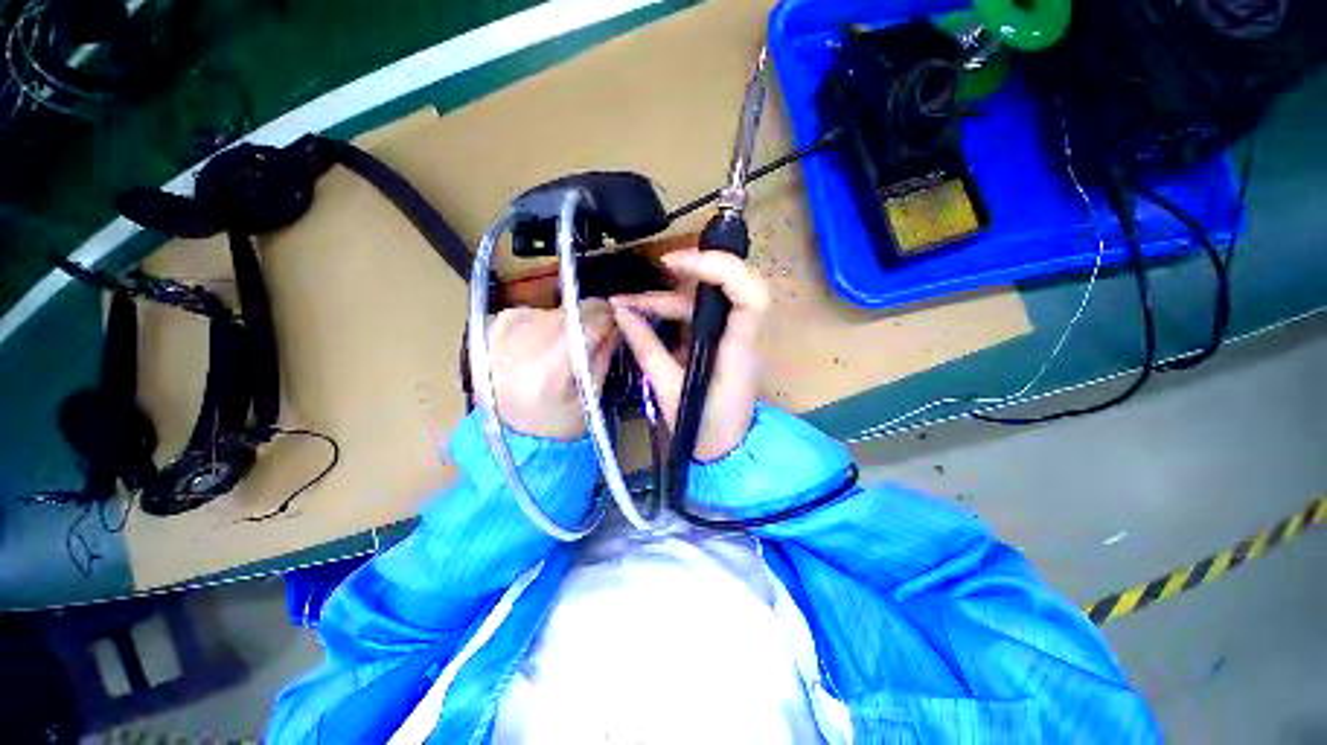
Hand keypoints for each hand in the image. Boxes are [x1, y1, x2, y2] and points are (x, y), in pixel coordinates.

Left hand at [489, 299, 618, 439]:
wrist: (506, 431)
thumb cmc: (555, 422)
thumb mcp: (589, 398)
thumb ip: (603, 357)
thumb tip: (618, 324)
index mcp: (547, 368)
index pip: (588, 324)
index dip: (611, 319)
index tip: (621, 323)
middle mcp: (521, 341)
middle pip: (572, 312)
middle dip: (592, 321)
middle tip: (598, 338)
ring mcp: (505, 329)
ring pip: (556, 310)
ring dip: (570, 323)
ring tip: (566, 350)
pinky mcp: (496, 323)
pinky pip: (537, 312)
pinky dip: (548, 324)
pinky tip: (543, 347)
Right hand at [611, 249, 767, 461]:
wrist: (725, 449)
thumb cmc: (703, 426)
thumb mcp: (668, 390)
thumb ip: (646, 349)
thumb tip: (621, 314)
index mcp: (737, 349)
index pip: (750, 296)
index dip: (721, 269)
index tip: (679, 265)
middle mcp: (740, 335)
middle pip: (733, 284)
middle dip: (697, 269)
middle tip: (660, 267)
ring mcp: (730, 335)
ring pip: (704, 299)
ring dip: (666, 297)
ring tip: (626, 304)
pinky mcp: (718, 340)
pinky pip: (695, 315)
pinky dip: (667, 311)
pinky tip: (640, 314)